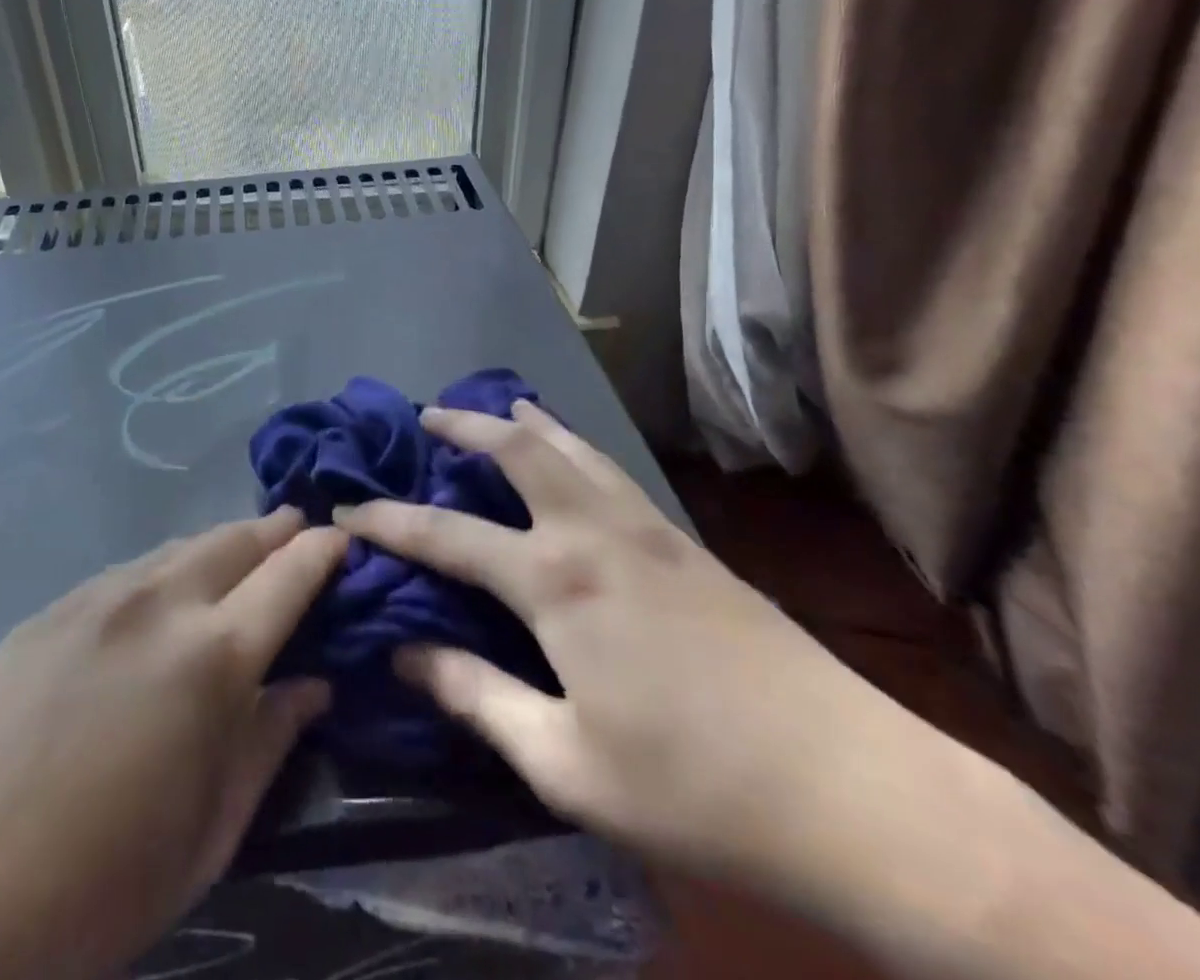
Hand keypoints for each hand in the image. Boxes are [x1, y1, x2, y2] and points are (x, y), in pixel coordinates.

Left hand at [0, 509, 347, 979]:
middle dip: (276, 531)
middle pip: (236, 540)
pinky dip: (168, 569)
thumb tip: (312, 684)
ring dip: (223, 545)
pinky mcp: (51, 609)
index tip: (343, 540)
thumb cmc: (89, 895)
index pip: (289, 577)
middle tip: (300, 530)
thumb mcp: (205, 838)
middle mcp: (160, 603)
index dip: (323, 552)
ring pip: (182, 548)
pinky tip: (165, 596)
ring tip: (242, 555)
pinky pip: (131, 571)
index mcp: (211, 659)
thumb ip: (267, 744)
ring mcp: (99, 597)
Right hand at [333, 401, 886, 882]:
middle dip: (462, 427)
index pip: (445, 536)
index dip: (387, 521)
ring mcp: (644, 528)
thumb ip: (477, 697)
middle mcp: (593, 532)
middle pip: (515, 451)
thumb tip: (403, 655)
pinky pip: (609, 468)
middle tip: (424, 416)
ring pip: (569, 446)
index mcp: (555, 582)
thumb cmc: (695, 790)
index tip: (344, 509)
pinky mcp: (684, 540)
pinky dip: (573, 444)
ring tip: (491, 407)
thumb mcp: (564, 764)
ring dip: (521, 421)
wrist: (855, 791)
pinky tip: (571, 451)